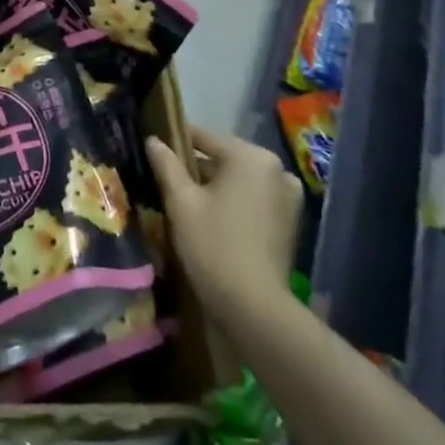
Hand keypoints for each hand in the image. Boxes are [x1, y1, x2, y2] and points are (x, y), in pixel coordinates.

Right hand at [146, 126, 300, 322]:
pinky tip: (213, 219)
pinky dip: (235, 202)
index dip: (176, 141)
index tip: (155, 148)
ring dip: (216, 187)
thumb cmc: (213, 245)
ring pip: (240, 180)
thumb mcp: (181, 202)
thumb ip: (167, 165)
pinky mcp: (291, 221)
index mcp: (251, 156)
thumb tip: (153, 140)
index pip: (205, 137)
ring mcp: (288, 196)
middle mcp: (276, 168)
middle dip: (197, 168)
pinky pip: (255, 199)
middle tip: (167, 180)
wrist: (254, 307)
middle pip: (225, 159)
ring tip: (187, 202)